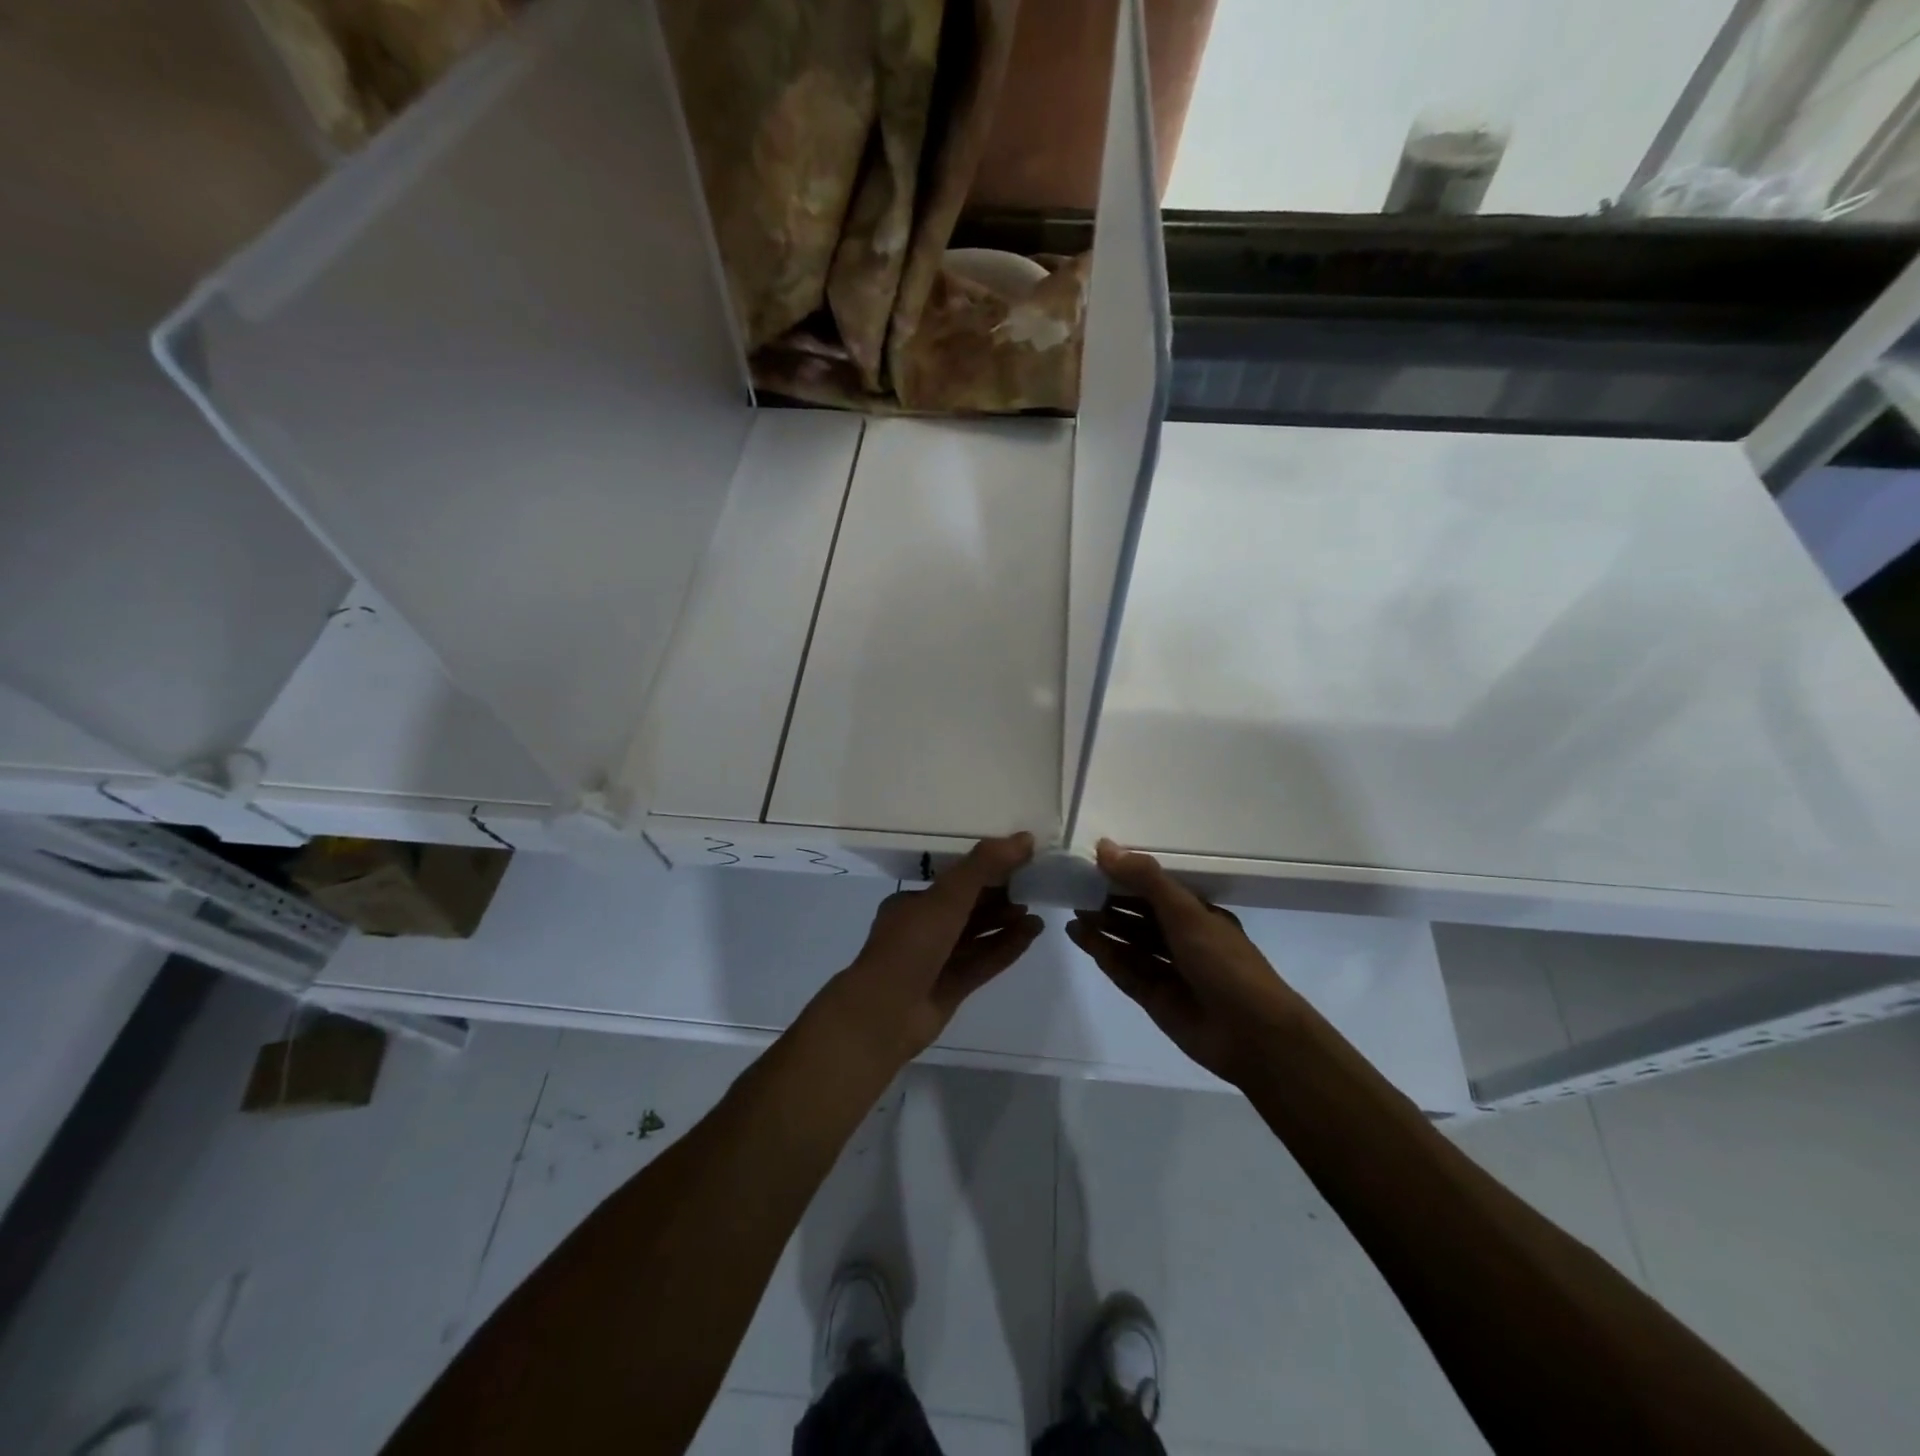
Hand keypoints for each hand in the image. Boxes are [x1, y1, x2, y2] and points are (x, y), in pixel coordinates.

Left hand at [819, 834, 1043, 1068]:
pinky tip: (1032, 934)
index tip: (1015, 863)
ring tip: (1036, 912)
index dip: (985, 871)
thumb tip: (1025, 838)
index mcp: (912, 904)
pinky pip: (984, 961)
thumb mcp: (948, 897)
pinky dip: (1006, 947)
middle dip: (998, 899)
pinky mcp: (952, 987)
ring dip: (1006, 924)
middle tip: (1031, 887)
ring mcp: (937, 961)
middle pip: (967, 909)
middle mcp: (922, 930)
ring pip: (977, 937)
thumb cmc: (911, 945)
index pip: (953, 882)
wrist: (885, 1013)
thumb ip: (984, 866)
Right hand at [1067, 839, 1303, 1084]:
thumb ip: (1145, 879)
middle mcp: (1184, 940)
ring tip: (1072, 911)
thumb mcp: (1185, 912)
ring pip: (1129, 944)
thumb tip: (1103, 847)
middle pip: (1140, 917)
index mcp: (1199, 915)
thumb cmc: (1223, 962)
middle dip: (1111, 903)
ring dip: (1103, 928)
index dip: (1128, 877)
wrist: (1253, 1035)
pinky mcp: (1155, 998)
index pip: (1157, 889)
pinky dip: (1103, 954)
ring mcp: (1169, 971)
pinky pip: (1125, 971)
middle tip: (1075, 888)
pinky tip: (1080, 937)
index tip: (1095, 864)